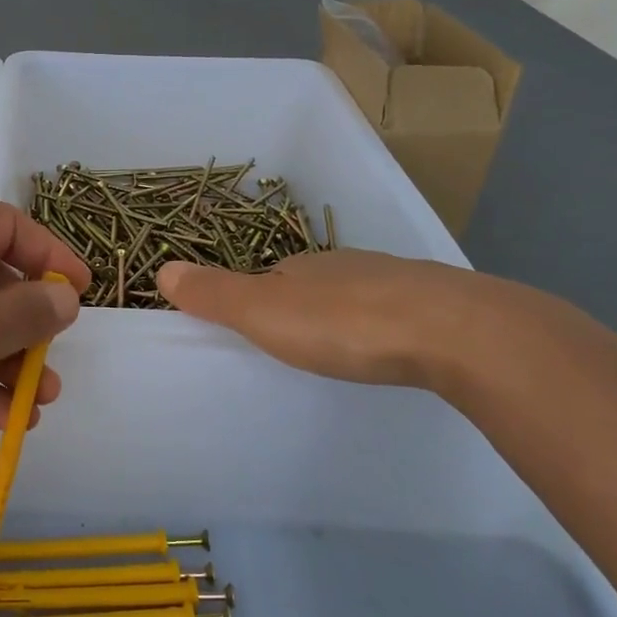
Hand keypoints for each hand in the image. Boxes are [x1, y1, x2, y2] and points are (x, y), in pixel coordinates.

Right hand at [156, 248, 493, 387]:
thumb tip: (160, 269)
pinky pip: (395, 314)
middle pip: (312, 284)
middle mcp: (347, 266)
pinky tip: (388, 350)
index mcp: (303, 266)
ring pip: (356, 297)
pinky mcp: (436, 307)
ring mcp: (396, 283)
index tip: (247, 326)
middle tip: (290, 344)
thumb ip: (215, 295)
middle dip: (299, 307)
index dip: (252, 296)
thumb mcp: (264, 312)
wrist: (455, 332)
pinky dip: (382, 328)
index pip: (267, 275)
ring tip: (337, 351)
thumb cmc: (345, 323)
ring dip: (342, 317)